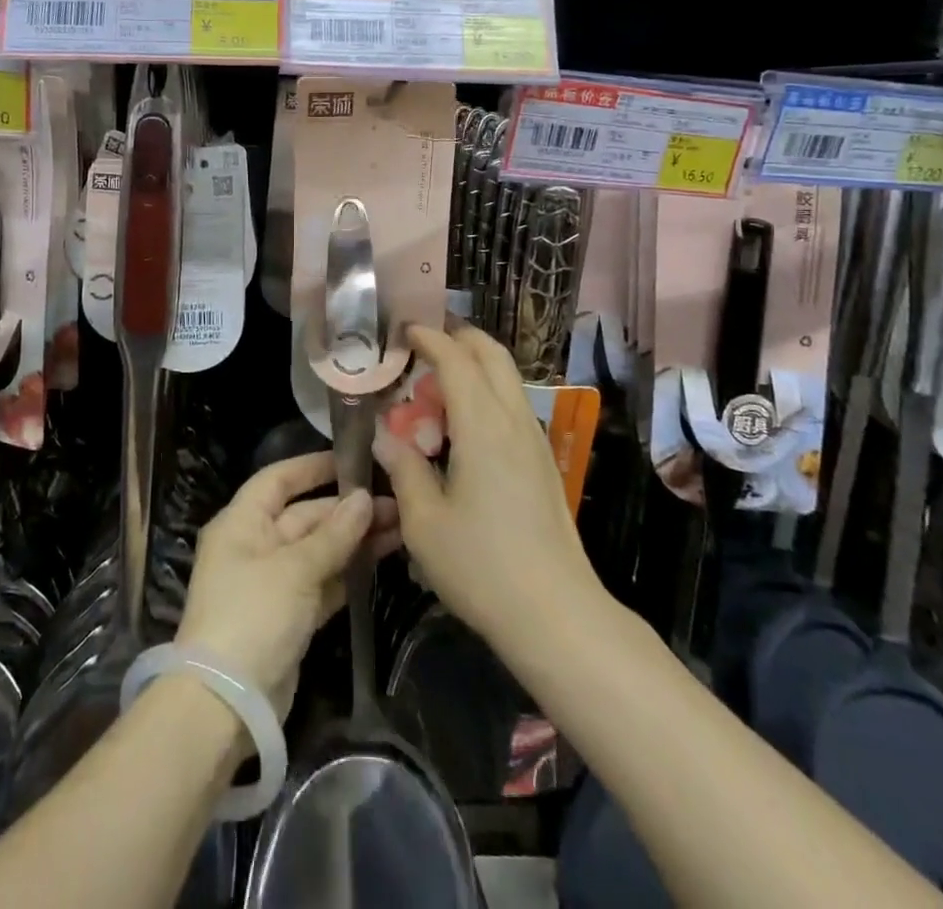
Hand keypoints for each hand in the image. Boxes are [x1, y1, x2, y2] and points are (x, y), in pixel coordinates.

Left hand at [175, 452, 397, 718]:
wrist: (226, 704)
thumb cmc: (253, 615)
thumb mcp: (295, 568)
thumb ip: (334, 534)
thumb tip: (365, 499)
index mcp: (242, 522)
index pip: (278, 479)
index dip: (313, 467)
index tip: (353, 460)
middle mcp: (254, 546)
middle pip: (305, 516)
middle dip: (347, 510)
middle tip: (395, 502)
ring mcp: (272, 583)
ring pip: (319, 550)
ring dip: (355, 540)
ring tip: (400, 526)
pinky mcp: (289, 617)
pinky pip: (323, 582)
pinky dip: (348, 572)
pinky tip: (382, 558)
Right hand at [374, 323, 599, 652]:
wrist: (556, 614)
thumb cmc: (481, 566)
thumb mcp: (424, 521)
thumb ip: (404, 468)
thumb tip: (386, 435)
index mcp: (482, 424)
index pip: (457, 359)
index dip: (430, 338)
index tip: (404, 330)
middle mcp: (514, 419)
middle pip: (492, 355)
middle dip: (459, 339)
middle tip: (423, 347)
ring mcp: (535, 440)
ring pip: (507, 378)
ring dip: (474, 367)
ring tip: (437, 388)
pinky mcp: (544, 462)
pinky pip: (513, 405)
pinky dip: (487, 393)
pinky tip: (464, 428)